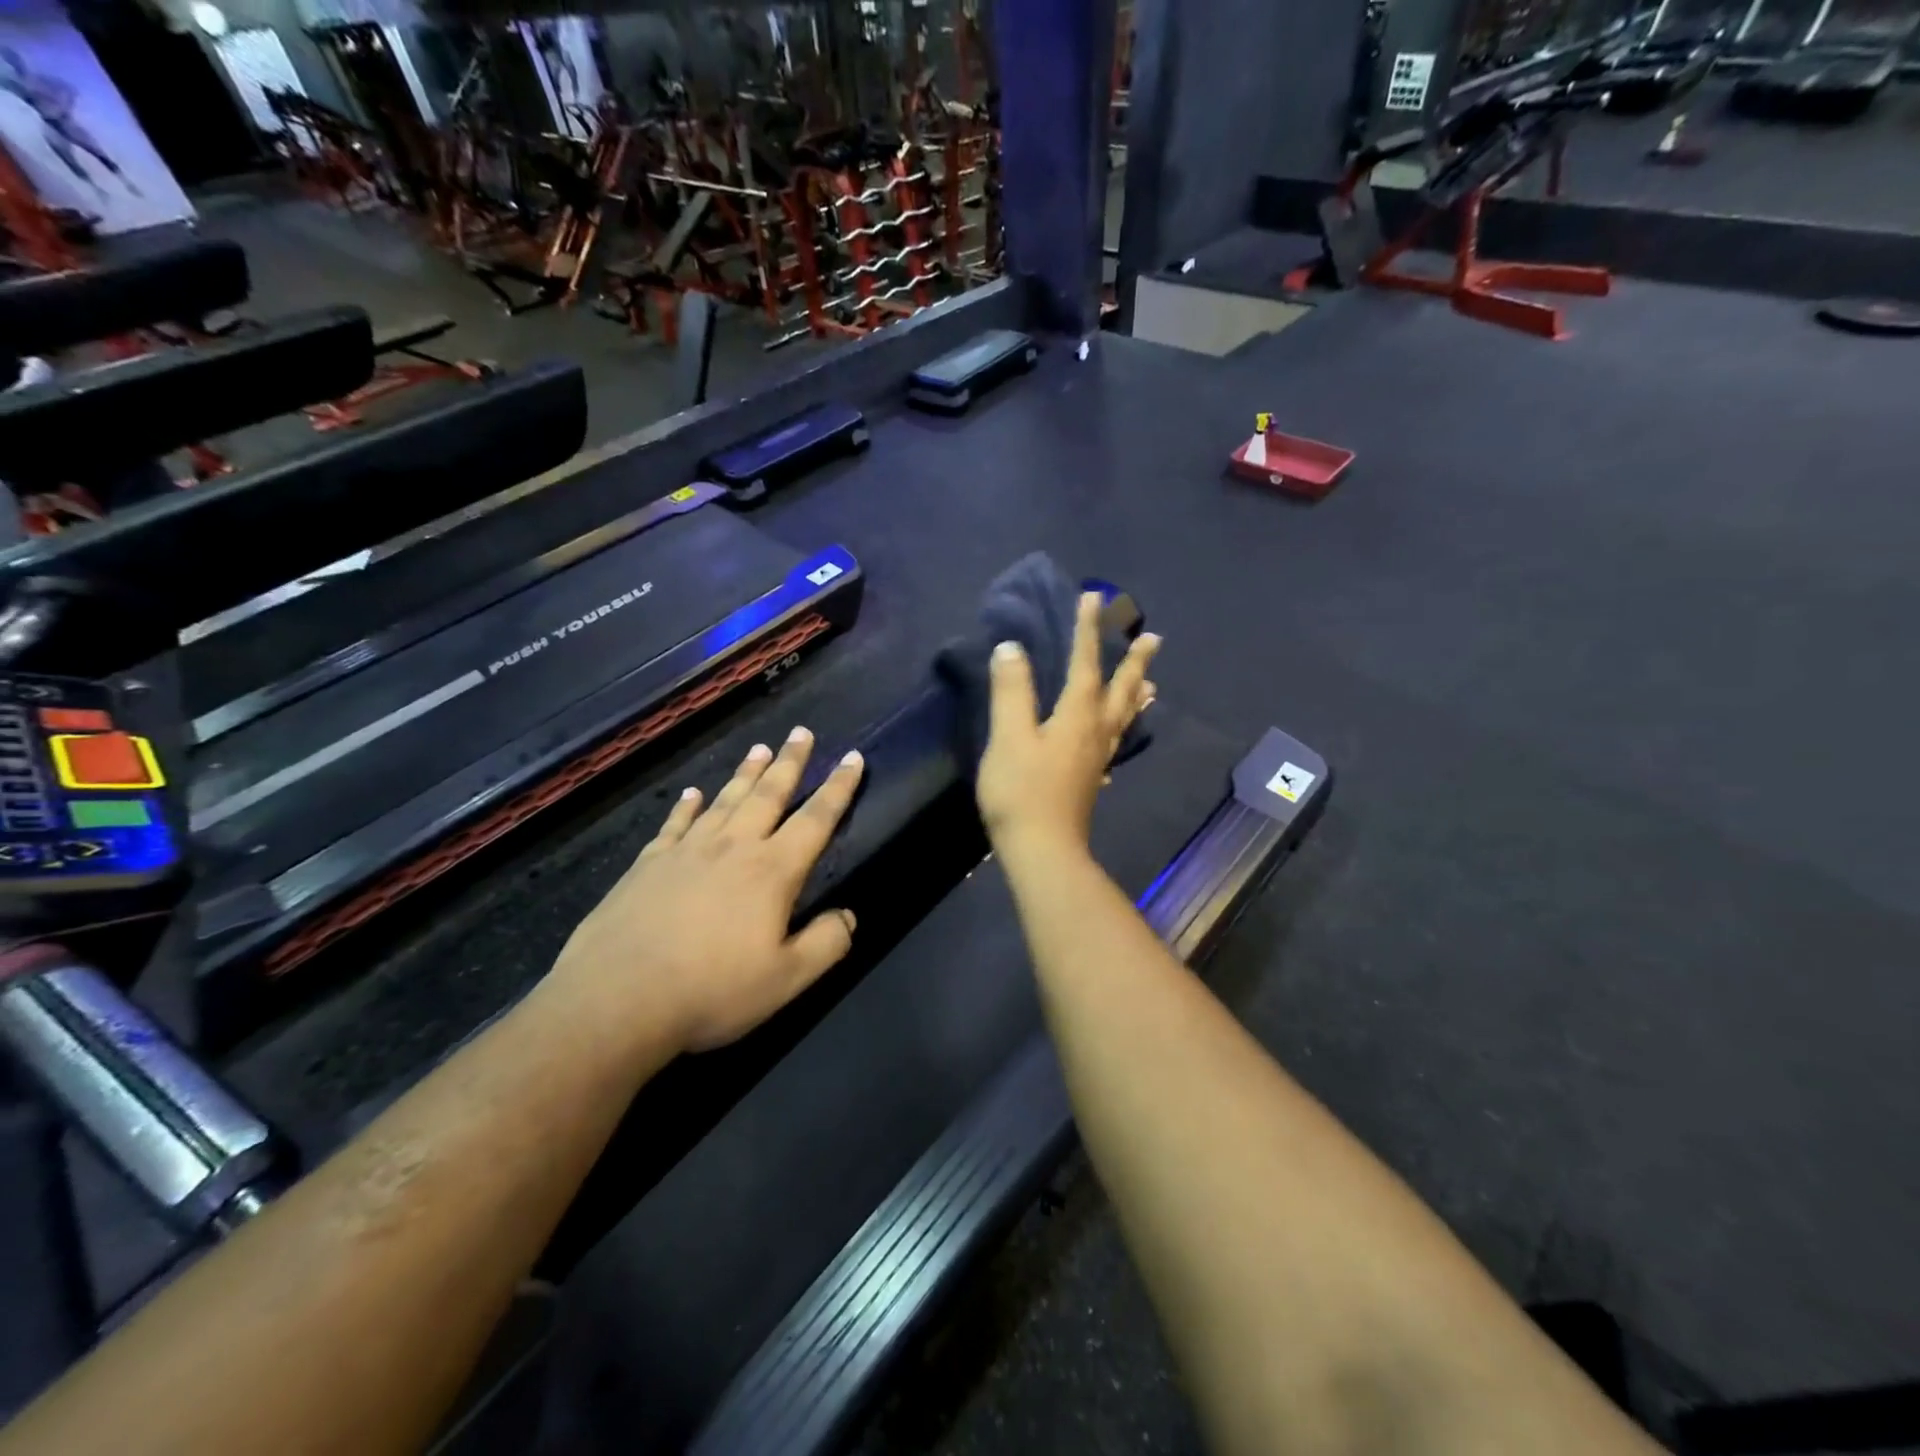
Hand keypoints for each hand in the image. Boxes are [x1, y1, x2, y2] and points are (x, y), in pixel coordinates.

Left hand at [551, 728, 864, 1053]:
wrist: (617, 999)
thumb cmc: (711, 991)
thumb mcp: (786, 979)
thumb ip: (826, 944)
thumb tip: (848, 915)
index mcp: (772, 871)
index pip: (816, 819)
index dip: (838, 788)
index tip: (852, 757)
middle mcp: (733, 848)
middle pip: (768, 794)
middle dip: (790, 762)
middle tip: (802, 732)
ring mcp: (687, 851)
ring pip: (725, 801)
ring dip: (746, 774)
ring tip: (760, 748)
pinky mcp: (648, 864)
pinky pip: (675, 824)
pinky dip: (687, 806)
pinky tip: (692, 793)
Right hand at [977, 592, 1158, 859]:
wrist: (1042, 850)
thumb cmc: (1022, 792)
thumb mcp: (1009, 737)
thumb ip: (1012, 692)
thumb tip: (1011, 648)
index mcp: (1077, 716)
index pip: (1085, 664)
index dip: (1088, 630)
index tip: (1095, 597)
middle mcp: (1095, 732)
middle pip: (1119, 690)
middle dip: (1133, 661)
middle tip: (1152, 637)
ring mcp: (1097, 759)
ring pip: (1123, 719)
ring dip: (1135, 695)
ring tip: (1151, 684)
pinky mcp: (1091, 780)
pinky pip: (1115, 743)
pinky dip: (1123, 730)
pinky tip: (1117, 739)